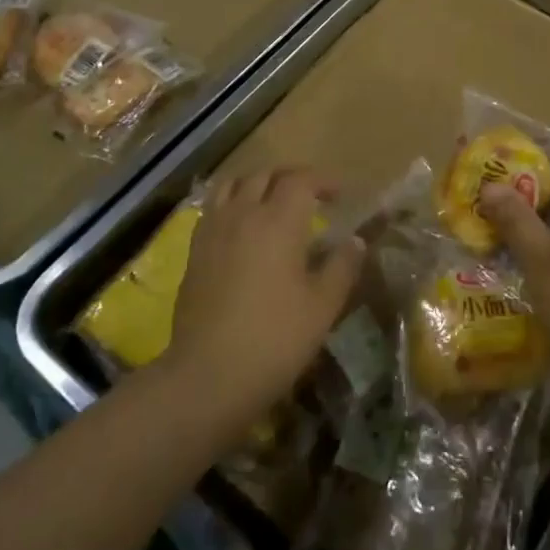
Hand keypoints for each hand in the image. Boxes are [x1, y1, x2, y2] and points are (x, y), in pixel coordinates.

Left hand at [164, 167, 364, 442]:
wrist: (209, 374)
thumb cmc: (275, 339)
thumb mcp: (322, 306)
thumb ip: (342, 266)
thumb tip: (355, 240)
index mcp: (279, 221)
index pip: (301, 180)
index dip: (322, 181)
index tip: (339, 195)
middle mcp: (243, 213)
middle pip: (265, 174)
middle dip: (291, 177)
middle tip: (310, 196)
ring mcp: (214, 229)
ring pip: (234, 184)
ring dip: (257, 183)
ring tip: (272, 201)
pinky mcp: (194, 249)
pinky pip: (213, 206)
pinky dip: (232, 201)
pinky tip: (241, 225)